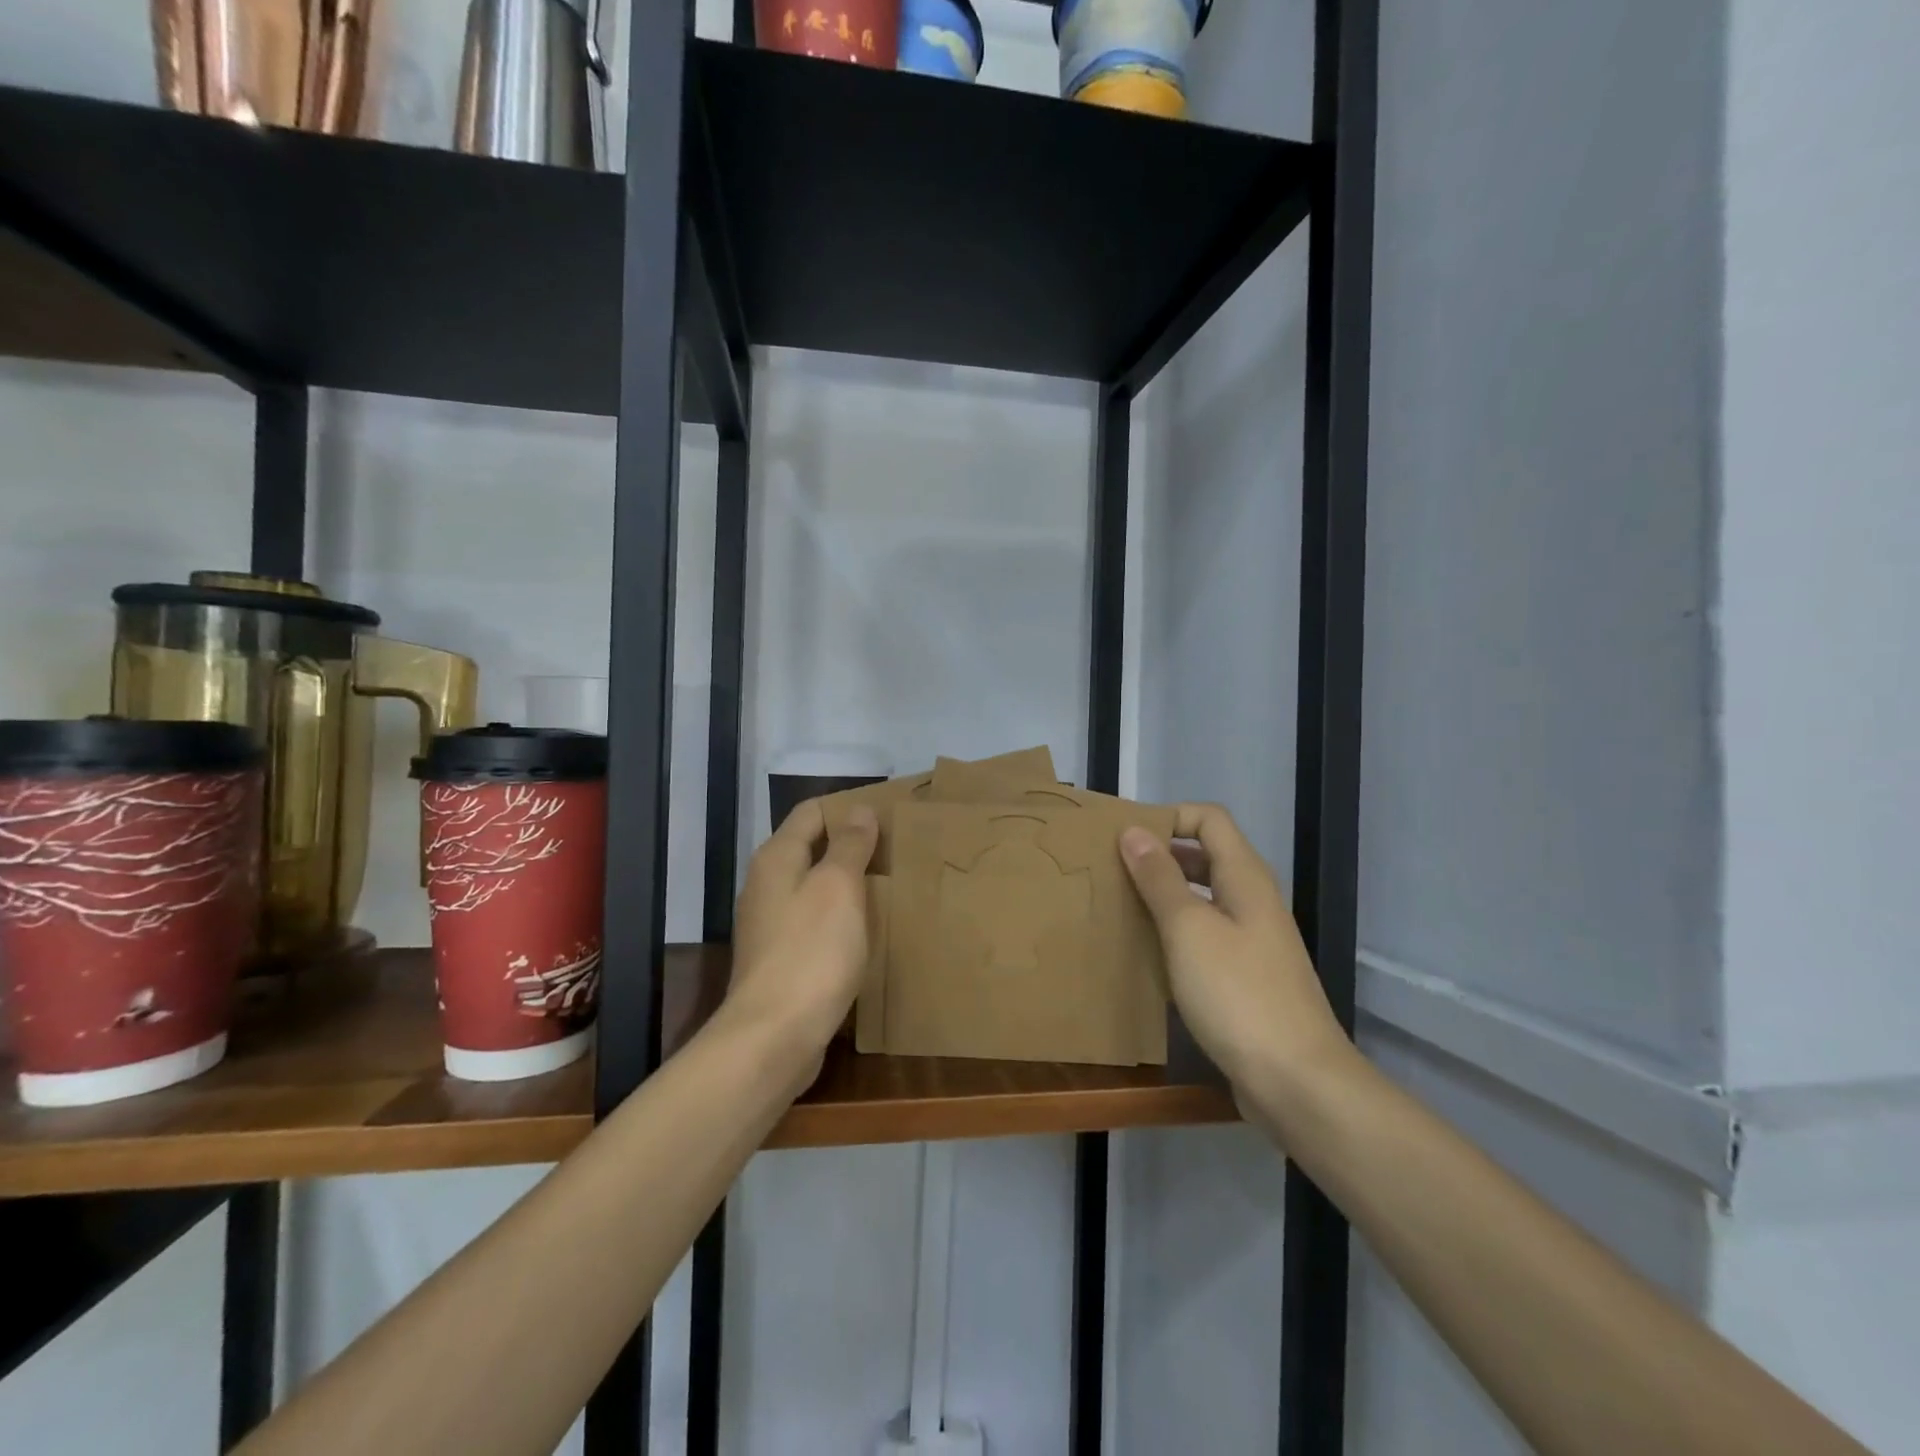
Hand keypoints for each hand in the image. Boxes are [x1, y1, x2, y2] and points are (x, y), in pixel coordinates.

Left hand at [725, 799, 878, 1059]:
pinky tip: (866, 931)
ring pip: (814, 888)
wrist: (774, 1037)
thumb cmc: (811, 951)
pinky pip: (815, 923)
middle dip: (851, 847)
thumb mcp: (838, 887)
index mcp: (776, 858)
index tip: (888, 816)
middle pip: (811, 849)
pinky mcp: (781, 959)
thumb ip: (849, 845)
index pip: (811, 812)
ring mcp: (770, 925)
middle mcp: (766, 885)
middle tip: (896, 852)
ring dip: (848, 885)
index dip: (847, 808)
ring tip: (890, 888)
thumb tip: (858, 810)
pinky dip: (840, 919)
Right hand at [1120, 805, 1350, 1105]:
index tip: (1125, 838)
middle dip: (1160, 855)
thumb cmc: (1238, 994)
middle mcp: (1253, 900)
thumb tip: (1134, 831)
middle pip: (1206, 855)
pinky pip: (1206, 935)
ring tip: (1120, 906)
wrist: (1298, 1081)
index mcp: (1245, 878)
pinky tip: (1148, 952)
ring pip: (1204, 897)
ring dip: (1165, 895)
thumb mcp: (1188, 929)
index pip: (1209, 819)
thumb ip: (1160, 878)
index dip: (1169, 817)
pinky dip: (1176, 932)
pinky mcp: (1247, 977)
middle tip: (1113, 869)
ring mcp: (1254, 941)